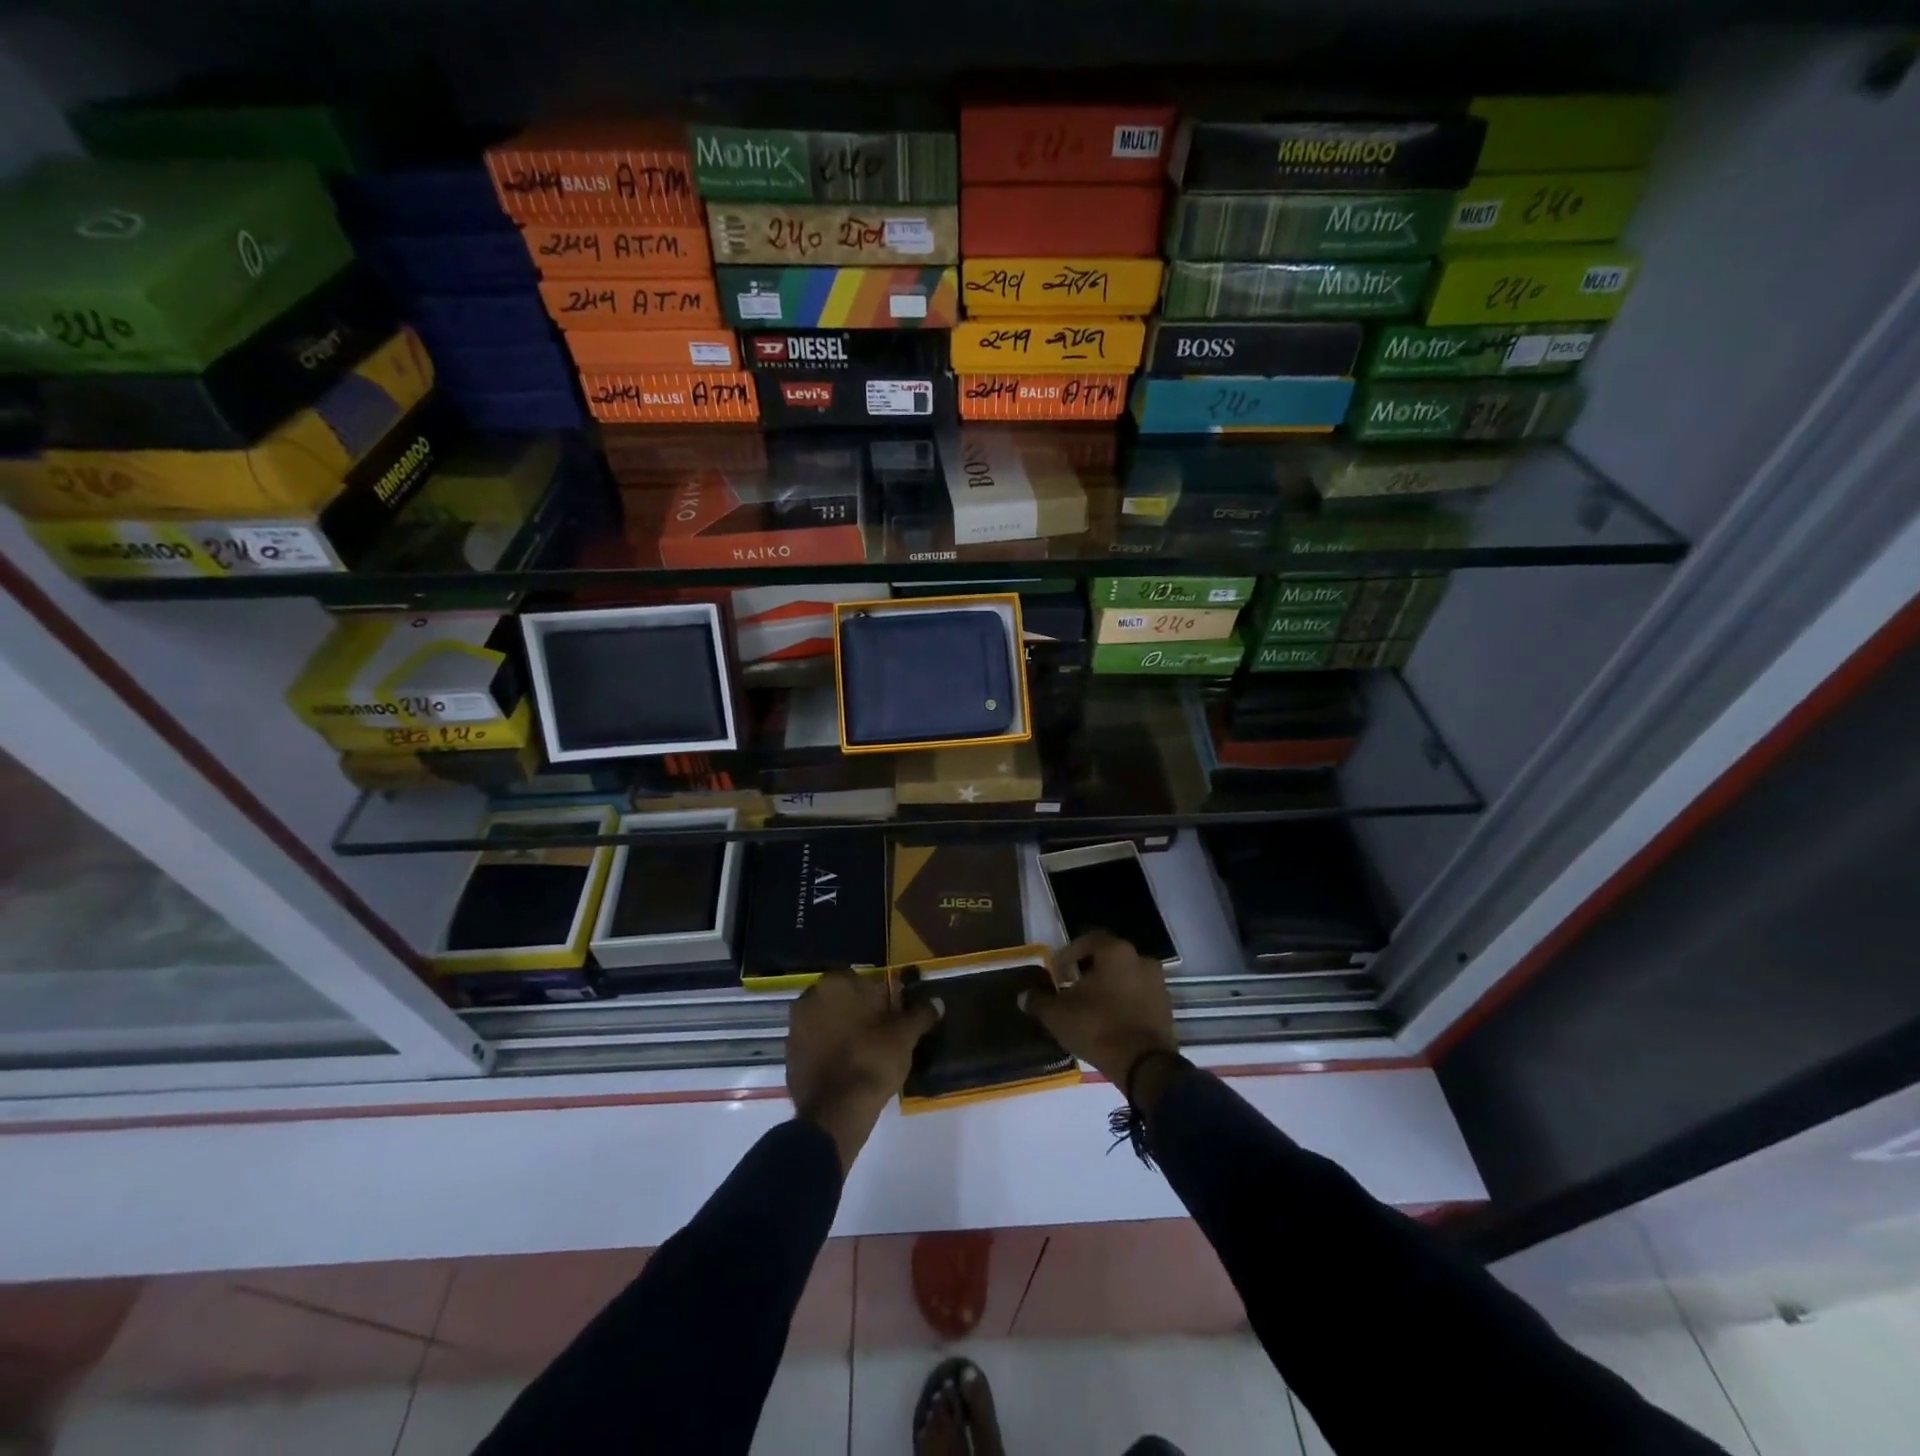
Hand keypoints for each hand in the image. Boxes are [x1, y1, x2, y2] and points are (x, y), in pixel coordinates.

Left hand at [787, 968, 940, 1171]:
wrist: (835, 1113)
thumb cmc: (872, 1061)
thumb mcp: (905, 1035)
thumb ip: (921, 1014)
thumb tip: (937, 1002)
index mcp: (836, 983)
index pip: (867, 981)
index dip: (884, 998)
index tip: (895, 1017)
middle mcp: (810, 997)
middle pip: (844, 1000)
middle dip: (860, 1012)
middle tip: (882, 1035)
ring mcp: (795, 1027)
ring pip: (828, 1021)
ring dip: (842, 1030)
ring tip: (865, 1054)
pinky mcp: (789, 1056)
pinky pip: (815, 1045)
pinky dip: (828, 1051)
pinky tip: (846, 1069)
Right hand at [1021, 932, 1177, 1086]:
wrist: (1144, 1066)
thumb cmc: (1098, 1027)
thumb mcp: (1058, 1015)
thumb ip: (1039, 1001)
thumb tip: (1024, 996)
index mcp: (1116, 951)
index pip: (1087, 940)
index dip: (1068, 955)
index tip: (1057, 973)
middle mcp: (1141, 959)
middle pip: (1108, 958)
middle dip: (1089, 971)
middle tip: (1071, 989)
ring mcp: (1158, 984)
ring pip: (1125, 978)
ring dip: (1108, 988)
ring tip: (1090, 1008)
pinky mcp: (1166, 1008)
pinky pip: (1138, 997)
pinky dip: (1124, 1003)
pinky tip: (1110, 1021)